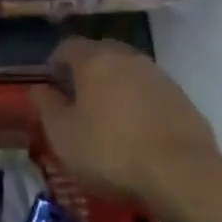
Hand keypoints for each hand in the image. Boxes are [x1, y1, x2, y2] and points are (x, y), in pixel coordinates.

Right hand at [33, 36, 221, 214]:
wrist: (182, 175)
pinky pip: (150, 91)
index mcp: (94, 60)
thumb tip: (39, 88)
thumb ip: (47, 107)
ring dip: (115, 85)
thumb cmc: (111, 153)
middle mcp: (126, 57)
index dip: (55, 63)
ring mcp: (158, 75)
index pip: (67, 47)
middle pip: (100, 53)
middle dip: (86, 71)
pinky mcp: (182, 98)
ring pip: (127, 71)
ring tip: (109, 116)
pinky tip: (138, 129)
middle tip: (78, 99)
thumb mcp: (63, 136)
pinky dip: (139, 102)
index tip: (51, 86)